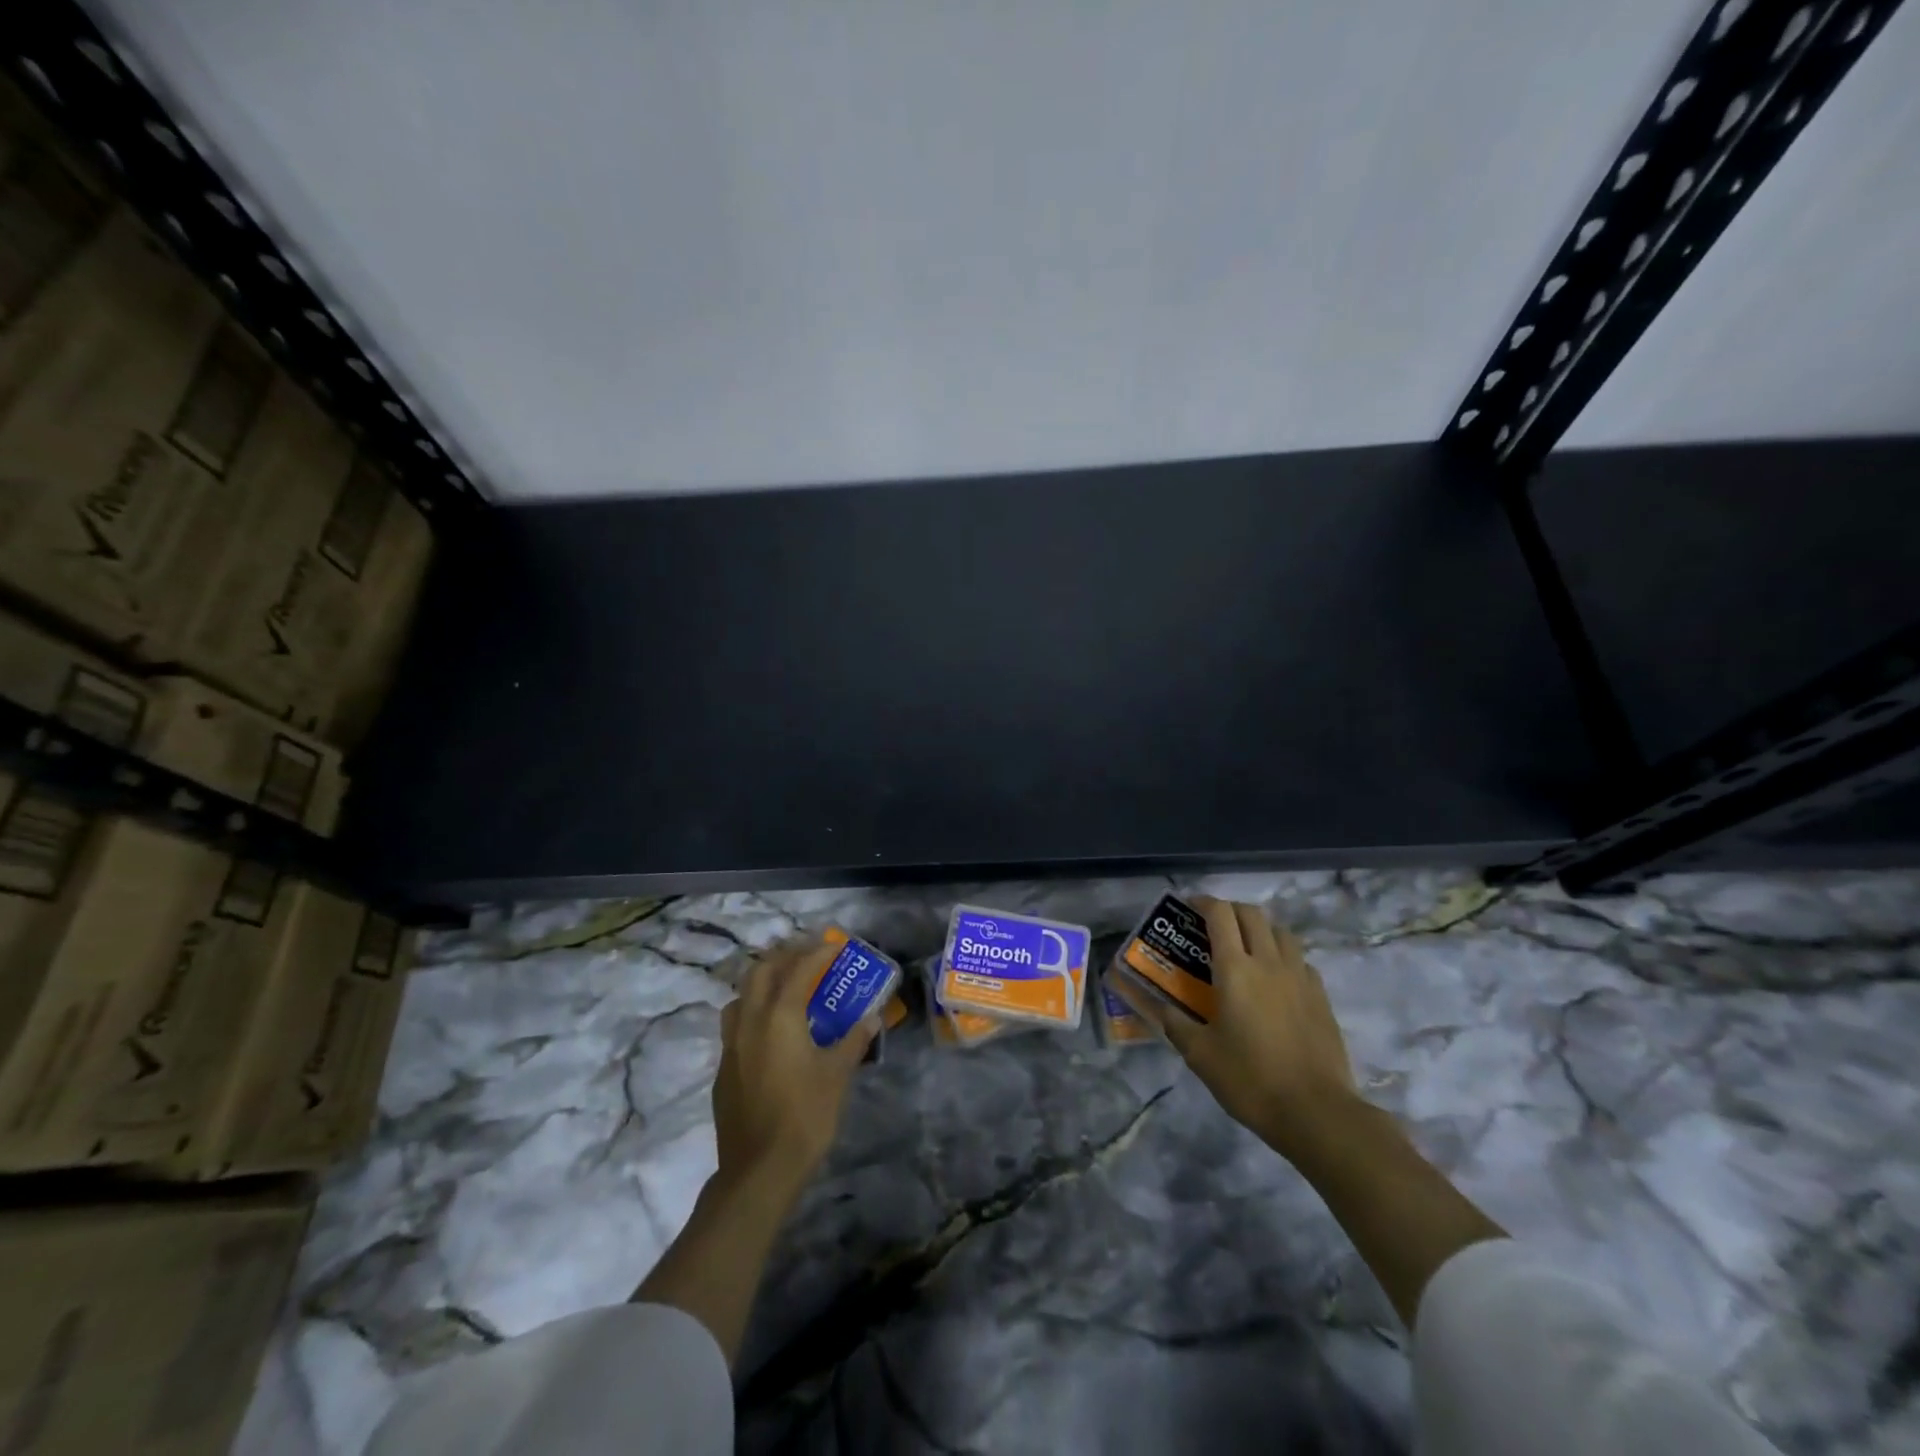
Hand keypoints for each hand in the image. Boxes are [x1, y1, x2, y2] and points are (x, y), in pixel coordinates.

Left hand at [712, 940, 878, 1200]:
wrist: (758, 1171)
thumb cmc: (805, 1116)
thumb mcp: (837, 1075)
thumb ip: (853, 1041)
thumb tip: (871, 1018)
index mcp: (779, 1016)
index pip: (798, 969)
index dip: (817, 953)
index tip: (835, 944)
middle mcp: (749, 1022)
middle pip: (760, 971)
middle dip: (784, 957)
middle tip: (808, 958)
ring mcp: (731, 1046)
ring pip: (740, 996)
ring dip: (762, 982)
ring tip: (785, 987)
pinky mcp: (724, 1070)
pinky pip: (735, 1025)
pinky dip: (753, 1012)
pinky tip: (770, 1032)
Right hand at [1116, 896, 1358, 1158]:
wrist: (1316, 1112)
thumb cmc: (1249, 1079)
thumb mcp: (1199, 1054)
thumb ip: (1172, 1021)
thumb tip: (1147, 1002)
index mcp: (1235, 969)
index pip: (1220, 914)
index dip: (1203, 902)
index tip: (1189, 907)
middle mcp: (1269, 962)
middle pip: (1252, 914)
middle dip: (1230, 910)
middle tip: (1212, 926)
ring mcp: (1300, 977)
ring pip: (1281, 932)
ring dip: (1260, 929)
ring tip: (1245, 947)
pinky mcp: (1321, 996)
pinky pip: (1300, 960)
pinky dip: (1283, 956)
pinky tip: (1275, 979)